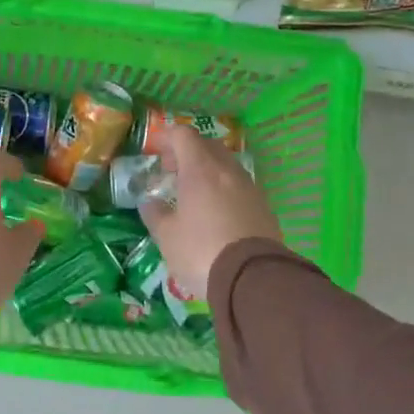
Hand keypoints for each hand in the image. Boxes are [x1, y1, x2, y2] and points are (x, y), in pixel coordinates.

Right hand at [138, 127, 281, 298]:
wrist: (252, 278)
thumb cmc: (200, 251)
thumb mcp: (166, 236)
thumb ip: (155, 214)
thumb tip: (150, 202)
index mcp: (200, 170)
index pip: (184, 136)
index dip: (167, 137)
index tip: (155, 150)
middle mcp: (227, 171)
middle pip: (207, 146)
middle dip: (187, 152)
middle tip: (172, 172)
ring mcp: (250, 187)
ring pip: (226, 166)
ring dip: (208, 170)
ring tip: (193, 193)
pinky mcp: (264, 207)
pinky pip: (239, 186)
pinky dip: (224, 189)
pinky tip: (215, 211)